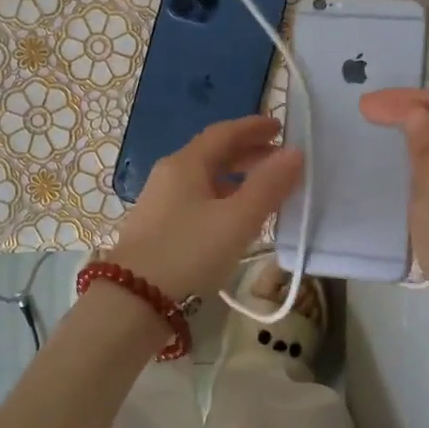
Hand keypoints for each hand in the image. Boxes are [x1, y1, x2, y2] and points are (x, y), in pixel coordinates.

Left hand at [111, 115, 303, 299]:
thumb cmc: (189, 252)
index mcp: (186, 164)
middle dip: (247, 152)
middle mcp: (169, 175)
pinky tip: (234, 218)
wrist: (133, 300)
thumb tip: (294, 153)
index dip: (253, 127)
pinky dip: (222, 197)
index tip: (280, 127)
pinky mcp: (157, 226)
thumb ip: (268, 186)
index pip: (223, 133)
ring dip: (235, 177)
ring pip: (204, 178)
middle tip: (278, 159)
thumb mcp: (236, 220)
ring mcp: (159, 201)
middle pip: (212, 153)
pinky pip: (196, 198)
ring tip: (263, 189)